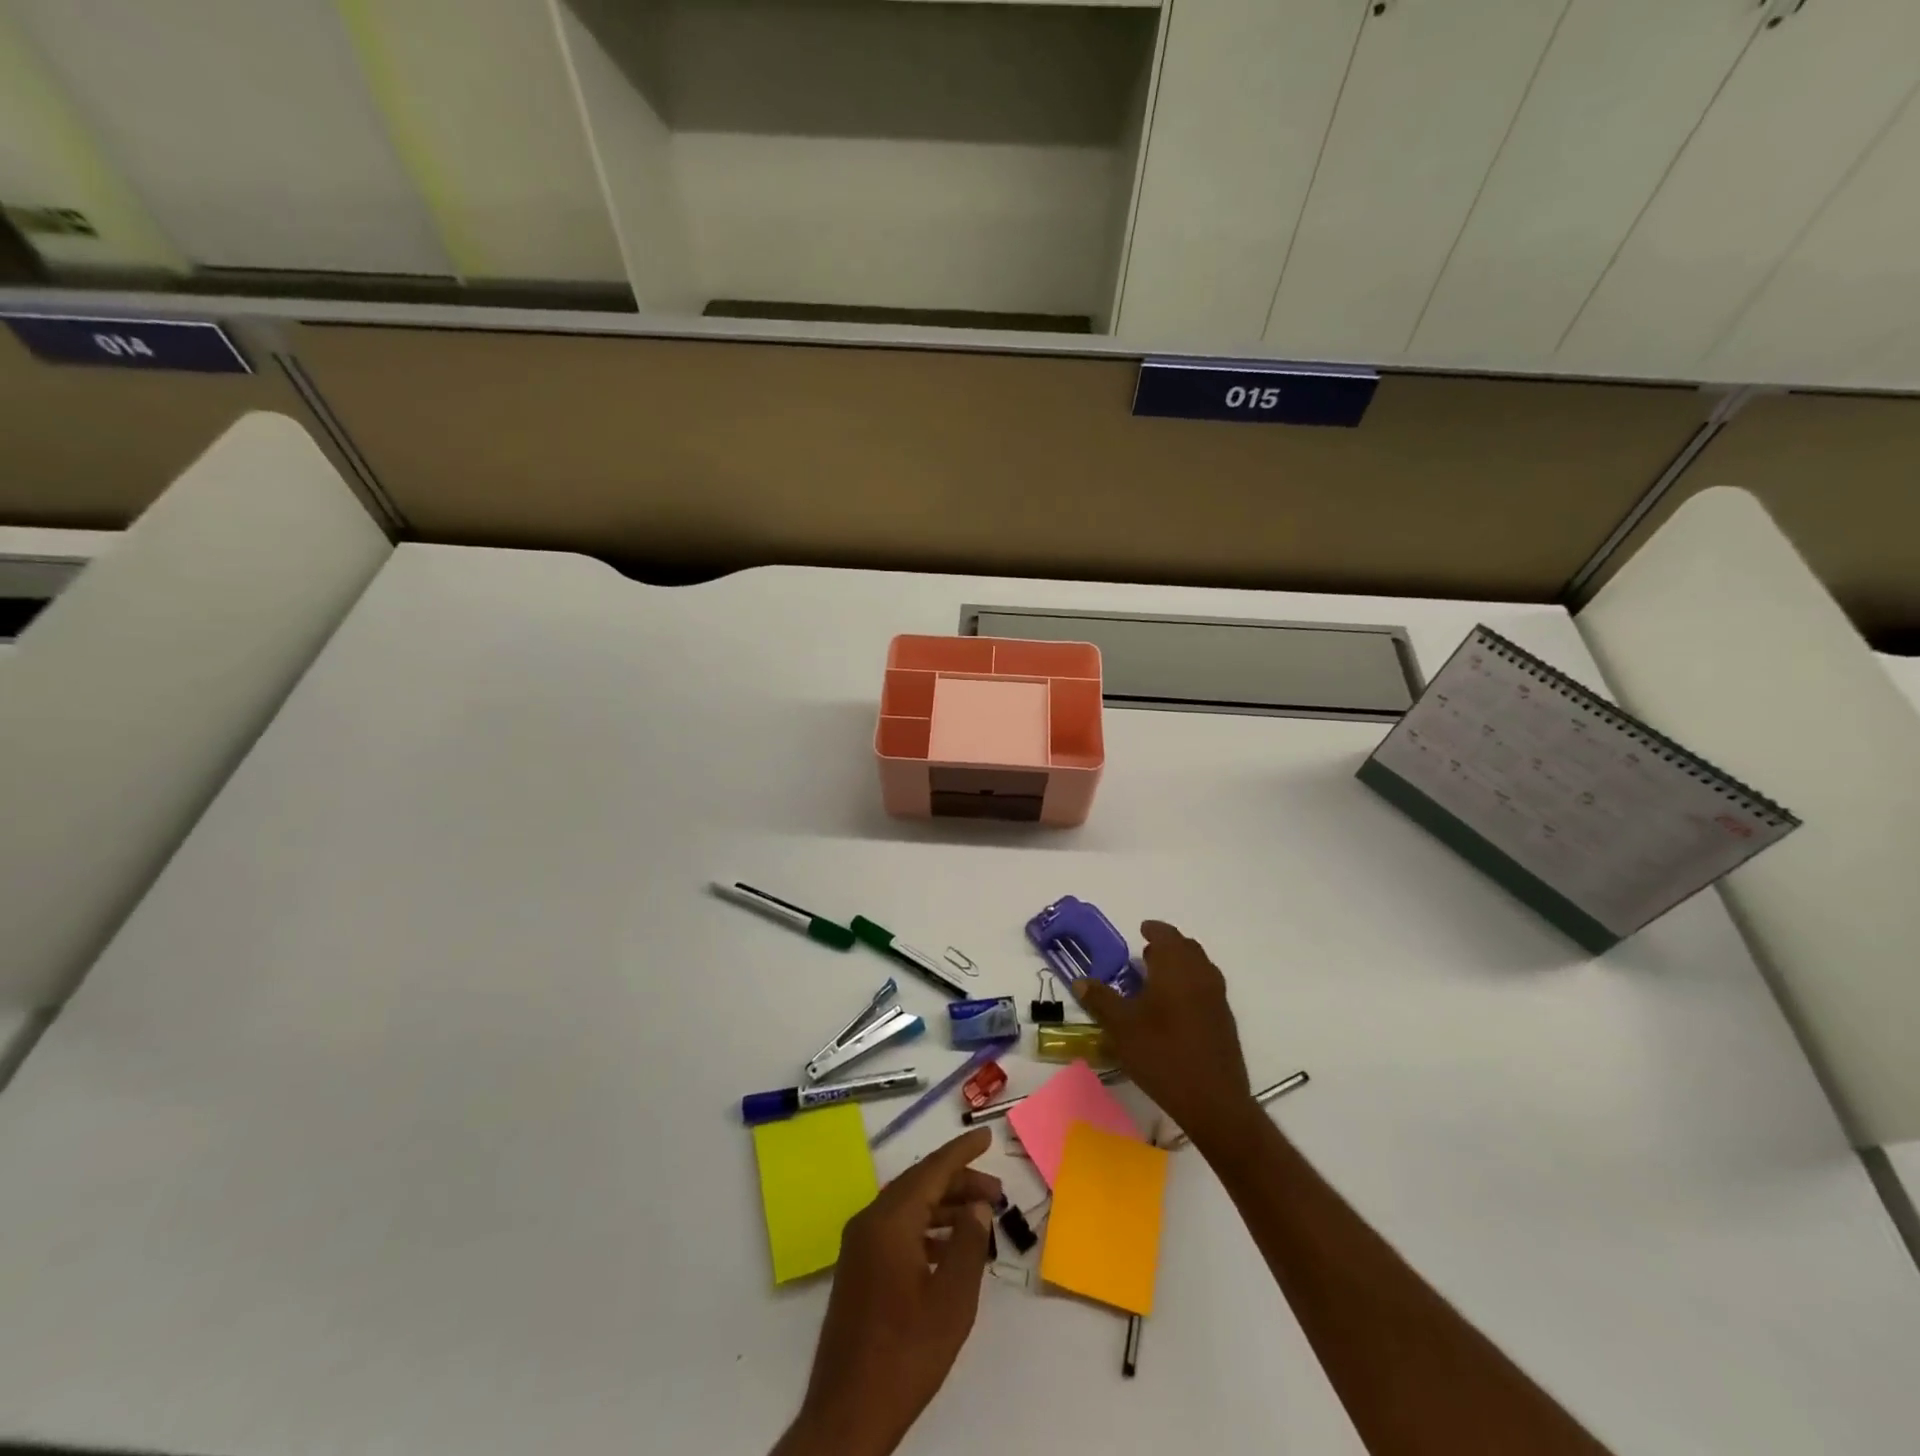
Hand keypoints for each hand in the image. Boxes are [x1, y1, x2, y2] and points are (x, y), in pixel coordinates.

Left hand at [773, 1129, 1001, 1455]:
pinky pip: (897, 1229)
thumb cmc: (905, 1353)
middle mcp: (870, 1221)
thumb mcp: (951, 1300)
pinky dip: (926, 1228)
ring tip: (980, 1218)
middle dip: (958, 1182)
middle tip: (996, 1191)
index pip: (932, 1170)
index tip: (986, 1136)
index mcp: (889, 1220)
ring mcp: (860, 1245)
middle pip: (920, 1185)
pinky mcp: (858, 1268)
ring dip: (944, 1207)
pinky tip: (949, 1247)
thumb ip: (969, 1245)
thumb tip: (977, 1207)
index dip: (961, 1151)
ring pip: (908, 1207)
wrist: (847, 1413)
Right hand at [1072, 920, 1252, 1149]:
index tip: (1142, 929)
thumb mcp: (1121, 1027)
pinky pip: (1206, 988)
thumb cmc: (1162, 1055)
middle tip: (1146, 954)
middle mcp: (1201, 976)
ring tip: (1157, 979)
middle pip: (1187, 948)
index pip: (1167, 936)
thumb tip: (1081, 982)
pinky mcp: (1224, 1021)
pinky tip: (1174, 1008)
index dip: (1154, 930)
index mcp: (1176, 969)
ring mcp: (1217, 999)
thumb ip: (1101, 1000)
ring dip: (1180, 965)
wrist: (1213, 1101)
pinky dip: (1190, 984)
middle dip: (1168, 946)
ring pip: (1200, 968)